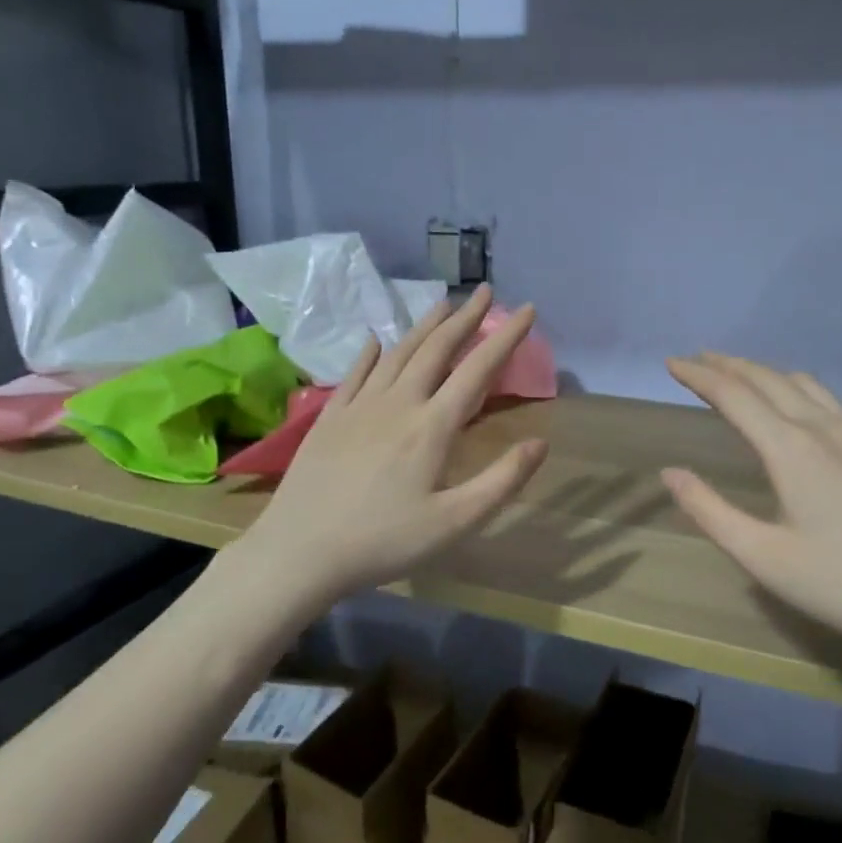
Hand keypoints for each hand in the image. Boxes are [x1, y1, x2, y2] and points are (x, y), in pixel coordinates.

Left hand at [239, 286, 548, 603]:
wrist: (300, 550)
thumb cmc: (384, 541)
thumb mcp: (455, 522)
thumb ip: (501, 481)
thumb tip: (540, 443)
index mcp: (432, 426)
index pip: (477, 369)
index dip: (505, 337)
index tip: (526, 309)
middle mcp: (398, 403)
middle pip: (437, 349)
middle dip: (465, 318)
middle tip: (484, 291)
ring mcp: (359, 406)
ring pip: (397, 353)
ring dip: (424, 326)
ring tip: (442, 304)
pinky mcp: (329, 417)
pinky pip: (355, 373)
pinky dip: (370, 353)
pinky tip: (376, 341)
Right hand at [661, 353, 841, 664]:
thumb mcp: (764, 557)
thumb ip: (710, 510)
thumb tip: (670, 473)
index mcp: (791, 449)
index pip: (734, 395)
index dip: (699, 376)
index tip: (671, 363)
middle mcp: (825, 427)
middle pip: (769, 379)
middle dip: (728, 365)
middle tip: (698, 358)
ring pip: (805, 385)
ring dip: (765, 373)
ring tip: (741, 375)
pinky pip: (832, 402)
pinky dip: (798, 390)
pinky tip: (799, 409)